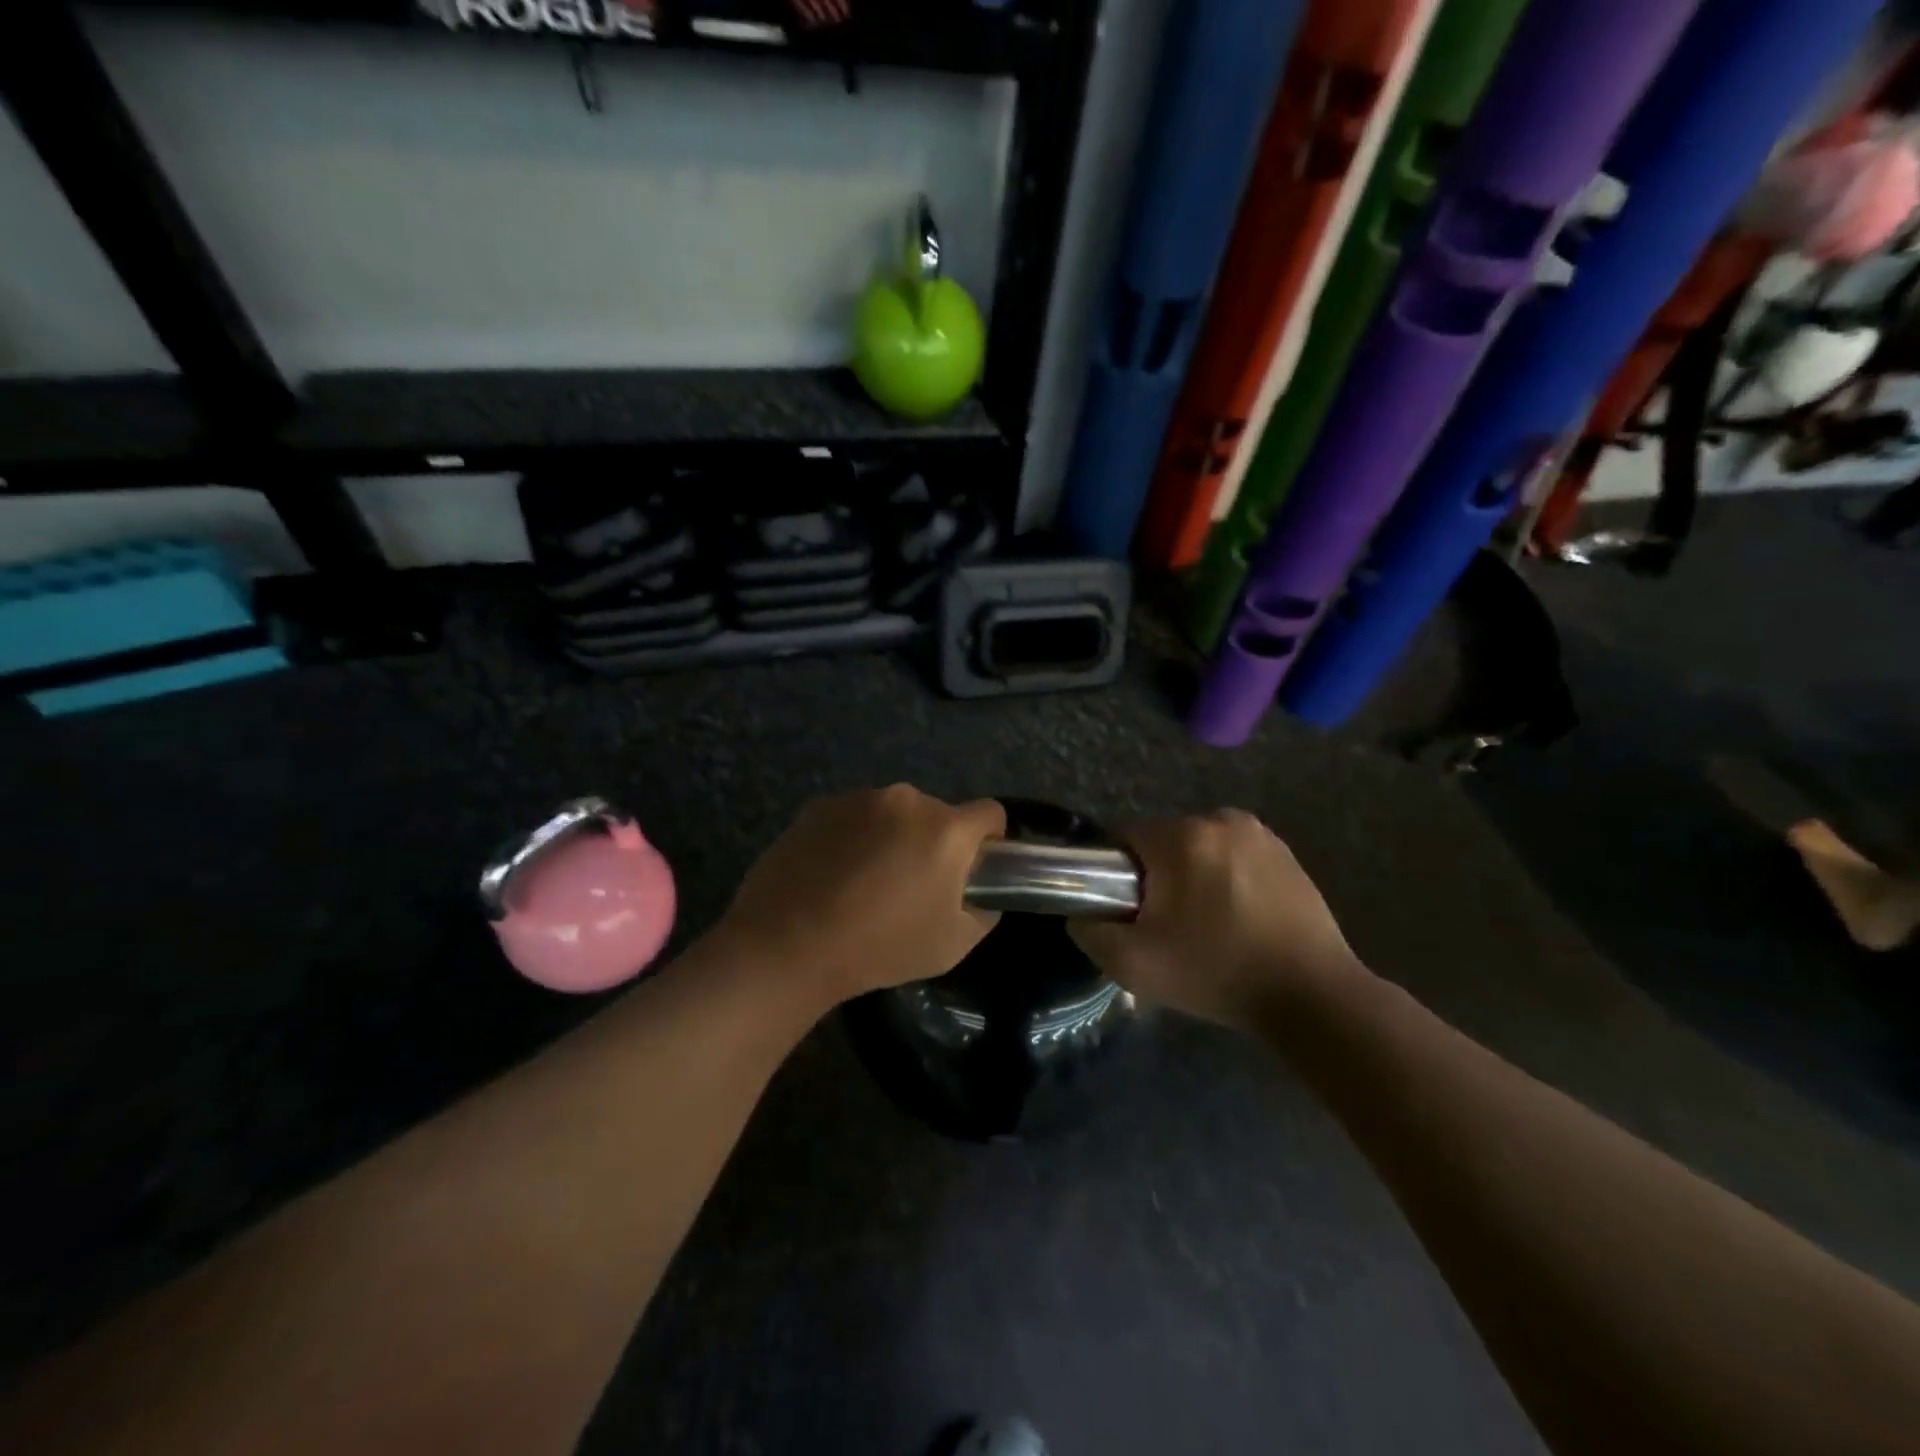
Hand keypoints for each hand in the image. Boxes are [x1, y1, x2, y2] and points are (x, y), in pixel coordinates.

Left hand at [713, 785, 1005, 1005]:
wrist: (787, 944)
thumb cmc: (880, 947)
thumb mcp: (952, 945)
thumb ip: (982, 912)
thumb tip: (979, 893)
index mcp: (946, 829)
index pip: (990, 813)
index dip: (988, 840)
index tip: (972, 870)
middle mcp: (906, 799)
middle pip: (937, 814)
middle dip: (933, 842)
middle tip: (911, 887)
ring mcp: (859, 798)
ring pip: (893, 813)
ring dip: (891, 837)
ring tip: (863, 883)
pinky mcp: (820, 806)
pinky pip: (854, 816)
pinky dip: (853, 836)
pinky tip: (832, 875)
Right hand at [1070, 810, 1360, 1028]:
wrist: (1312, 996)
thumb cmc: (1217, 974)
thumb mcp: (1135, 965)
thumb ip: (1091, 932)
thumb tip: (1081, 914)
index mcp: (1182, 837)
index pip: (1124, 838)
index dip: (1116, 875)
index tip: (1129, 913)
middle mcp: (1220, 820)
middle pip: (1162, 842)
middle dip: (1156, 876)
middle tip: (1167, 927)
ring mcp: (1259, 834)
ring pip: (1198, 848)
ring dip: (1192, 876)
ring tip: (1206, 926)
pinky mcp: (1286, 852)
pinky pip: (1232, 856)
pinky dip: (1225, 878)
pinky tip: (1238, 919)